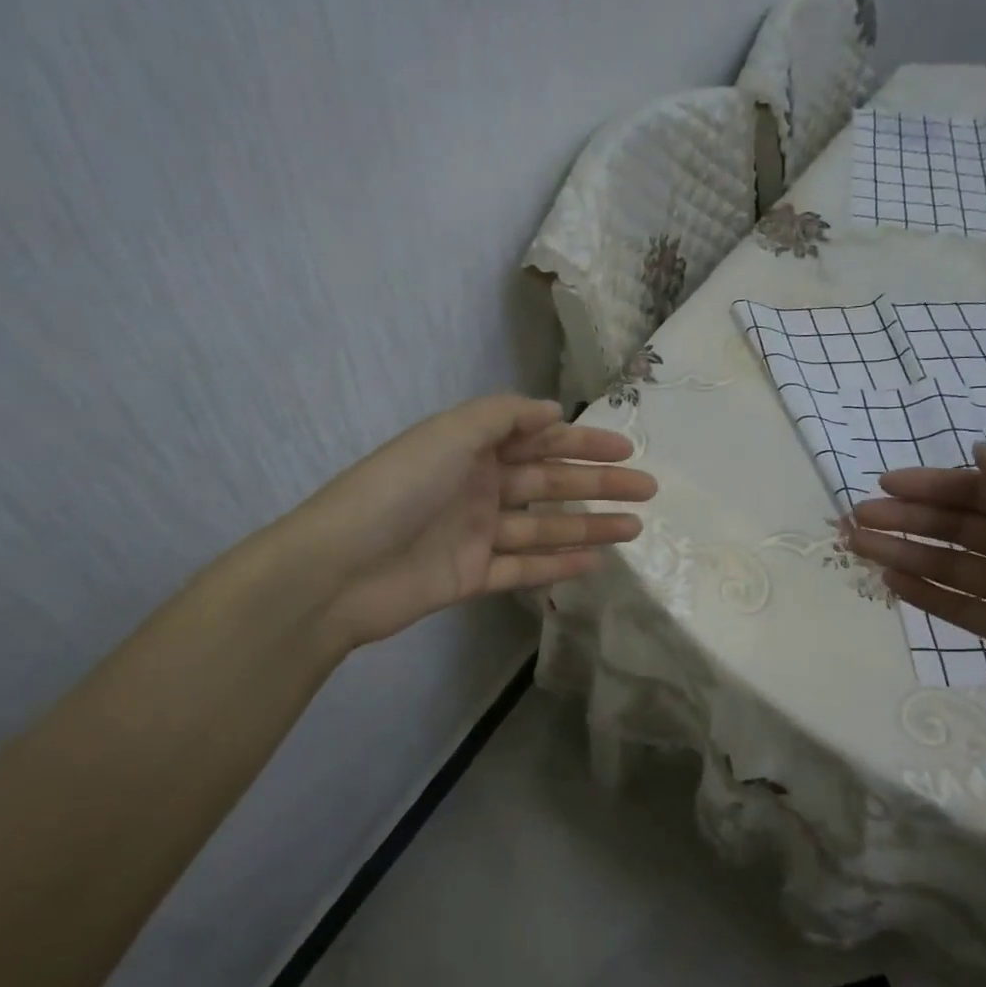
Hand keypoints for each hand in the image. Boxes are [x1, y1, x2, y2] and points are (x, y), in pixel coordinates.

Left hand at [296, 395, 655, 648]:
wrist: (337, 569)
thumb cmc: (397, 490)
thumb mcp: (449, 434)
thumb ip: (502, 417)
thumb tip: (552, 410)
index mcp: (470, 449)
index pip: (538, 440)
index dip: (583, 443)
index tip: (626, 448)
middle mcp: (477, 487)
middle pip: (549, 483)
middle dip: (599, 484)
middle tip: (648, 490)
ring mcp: (475, 535)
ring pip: (544, 528)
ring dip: (589, 526)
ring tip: (635, 527)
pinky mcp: (471, 576)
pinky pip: (523, 568)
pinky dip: (558, 565)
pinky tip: (596, 562)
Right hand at [847, 443, 985, 724]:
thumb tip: (976, 449)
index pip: (974, 490)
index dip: (929, 484)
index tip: (884, 483)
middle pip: (953, 526)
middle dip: (904, 519)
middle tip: (856, 518)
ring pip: (947, 565)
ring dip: (903, 554)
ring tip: (859, 547)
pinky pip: (959, 606)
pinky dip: (925, 595)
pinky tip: (891, 583)